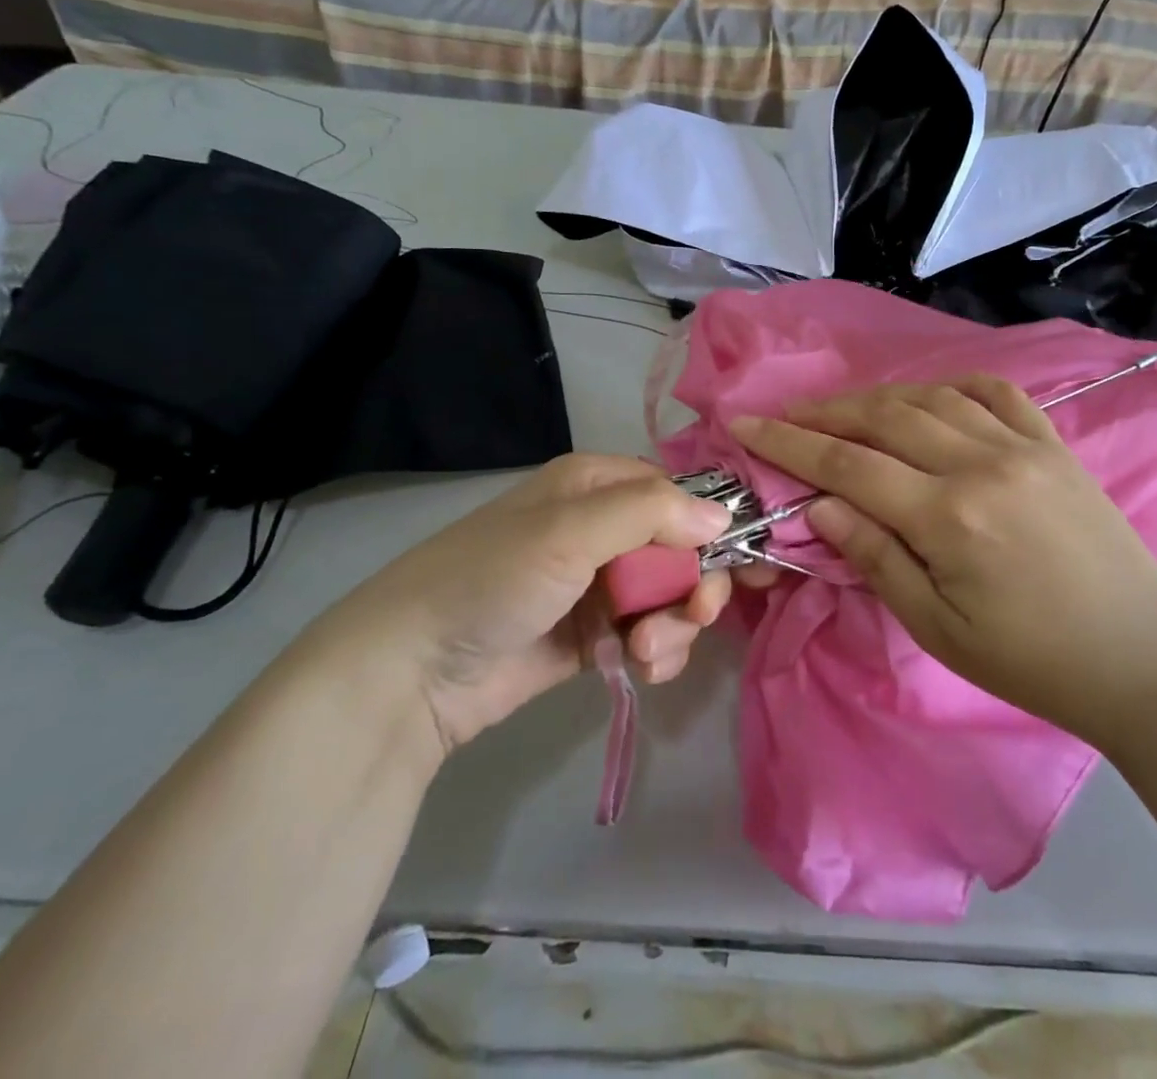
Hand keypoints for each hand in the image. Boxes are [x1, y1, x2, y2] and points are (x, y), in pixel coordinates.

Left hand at [327, 455, 733, 752]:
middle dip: (694, 585)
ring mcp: (600, 585)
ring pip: (671, 597)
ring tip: (645, 652)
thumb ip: (651, 514)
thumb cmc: (494, 579)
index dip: (713, 527)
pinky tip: (639, 669)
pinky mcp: (595, 636)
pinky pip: (650, 635)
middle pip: (682, 550)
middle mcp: (603, 528)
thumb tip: (724, 517)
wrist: (414, 672)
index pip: (678, 495)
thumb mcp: (570, 532)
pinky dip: (656, 653)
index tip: (742, 562)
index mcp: (597, 485)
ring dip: (674, 626)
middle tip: (693, 614)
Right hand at [731, 378, 1156, 749]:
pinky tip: (929, 396)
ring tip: (843, 409)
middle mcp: (981, 463)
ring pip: (931, 398)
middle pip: (883, 419)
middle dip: (825, 412)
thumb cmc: (1031, 661)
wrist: (1141, 658)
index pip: (848, 465)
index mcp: (949, 516)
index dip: (789, 443)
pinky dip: (952, 386)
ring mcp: (1023, 446)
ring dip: (877, 398)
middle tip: (785, 414)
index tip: (745, 424)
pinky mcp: (1054, 444)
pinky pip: (995, 393)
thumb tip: (820, 507)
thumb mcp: (938, 629)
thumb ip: (875, 558)